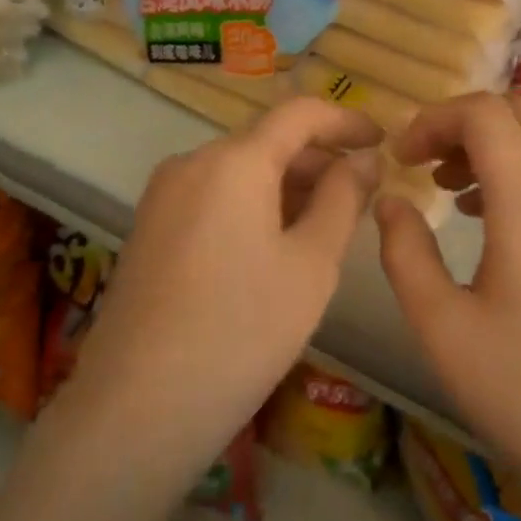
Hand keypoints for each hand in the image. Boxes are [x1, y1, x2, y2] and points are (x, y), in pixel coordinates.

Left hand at [64, 97, 381, 486]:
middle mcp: (193, 162)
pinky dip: (254, 206)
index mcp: (235, 161)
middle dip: (319, 161)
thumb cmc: (242, 330)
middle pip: (267, 142)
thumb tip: (363, 158)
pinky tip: (275, 248)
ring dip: (288, 186)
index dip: (346, 121)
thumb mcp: (312, 264)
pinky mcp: (150, 228)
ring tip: (326, 227)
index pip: (300, 113)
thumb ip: (343, 199)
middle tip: (362, 198)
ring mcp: (164, 195)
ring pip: (240, 171)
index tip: (383, 142)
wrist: (137, 407)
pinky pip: (214, 197)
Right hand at [374, 92, 520, 520]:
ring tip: (450, 189)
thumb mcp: (442, 328)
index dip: (434, 120)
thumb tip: (389, 202)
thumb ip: (405, 253)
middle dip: (467, 120)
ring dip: (497, 143)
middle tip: (427, 161)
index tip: (401, 159)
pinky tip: (490, 221)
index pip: (485, 113)